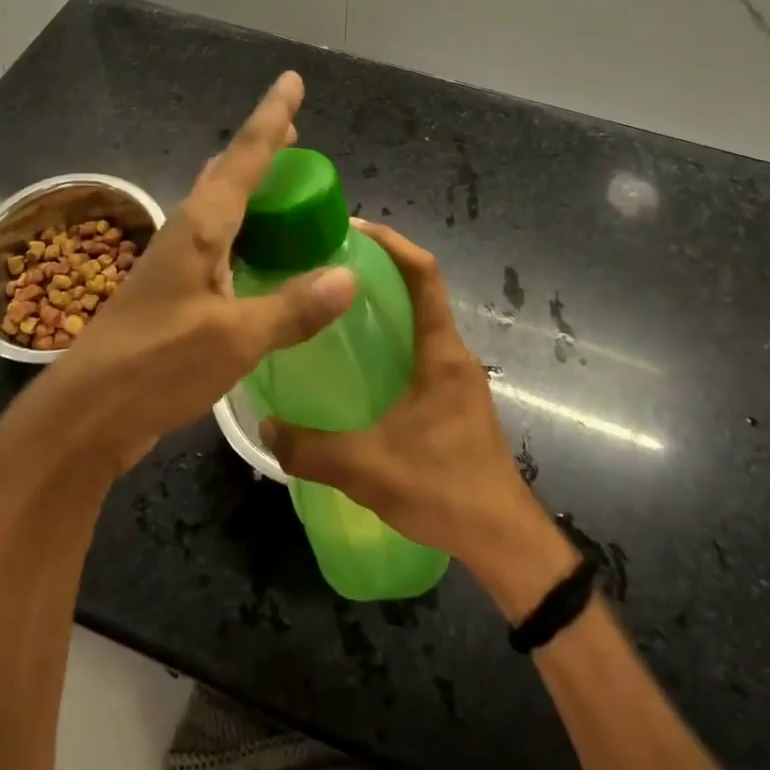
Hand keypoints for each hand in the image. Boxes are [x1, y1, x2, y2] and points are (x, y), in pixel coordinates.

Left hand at [0, 72, 356, 478]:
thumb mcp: (233, 340)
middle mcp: (188, 233)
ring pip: (222, 207)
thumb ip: (291, 308)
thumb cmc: (155, 366)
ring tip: (283, 180)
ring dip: (252, 188)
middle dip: (261, 147)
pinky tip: (260, 252)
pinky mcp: (175, 292)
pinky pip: (221, 243)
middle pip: (229, 173)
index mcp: (201, 228)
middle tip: (294, 129)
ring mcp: (177, 263)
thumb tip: (349, 275)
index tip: (291, 81)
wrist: (84, 414)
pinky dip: (247, 231)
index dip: (272, 118)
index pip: (244, 158)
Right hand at [260, 220, 577, 615]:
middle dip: (381, 268)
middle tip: (329, 264)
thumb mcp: (368, 470)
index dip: (394, 244)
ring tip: (335, 304)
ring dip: (387, 303)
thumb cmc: (444, 490)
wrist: (503, 541)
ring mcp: (456, 377)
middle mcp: (453, 354)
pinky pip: (420, 349)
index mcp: (441, 353)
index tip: (354, 228)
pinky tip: (358, 359)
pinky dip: (392, 337)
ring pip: (419, 321)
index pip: (425, 276)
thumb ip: (312, 450)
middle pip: (421, 290)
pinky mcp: (453, 399)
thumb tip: (266, 427)